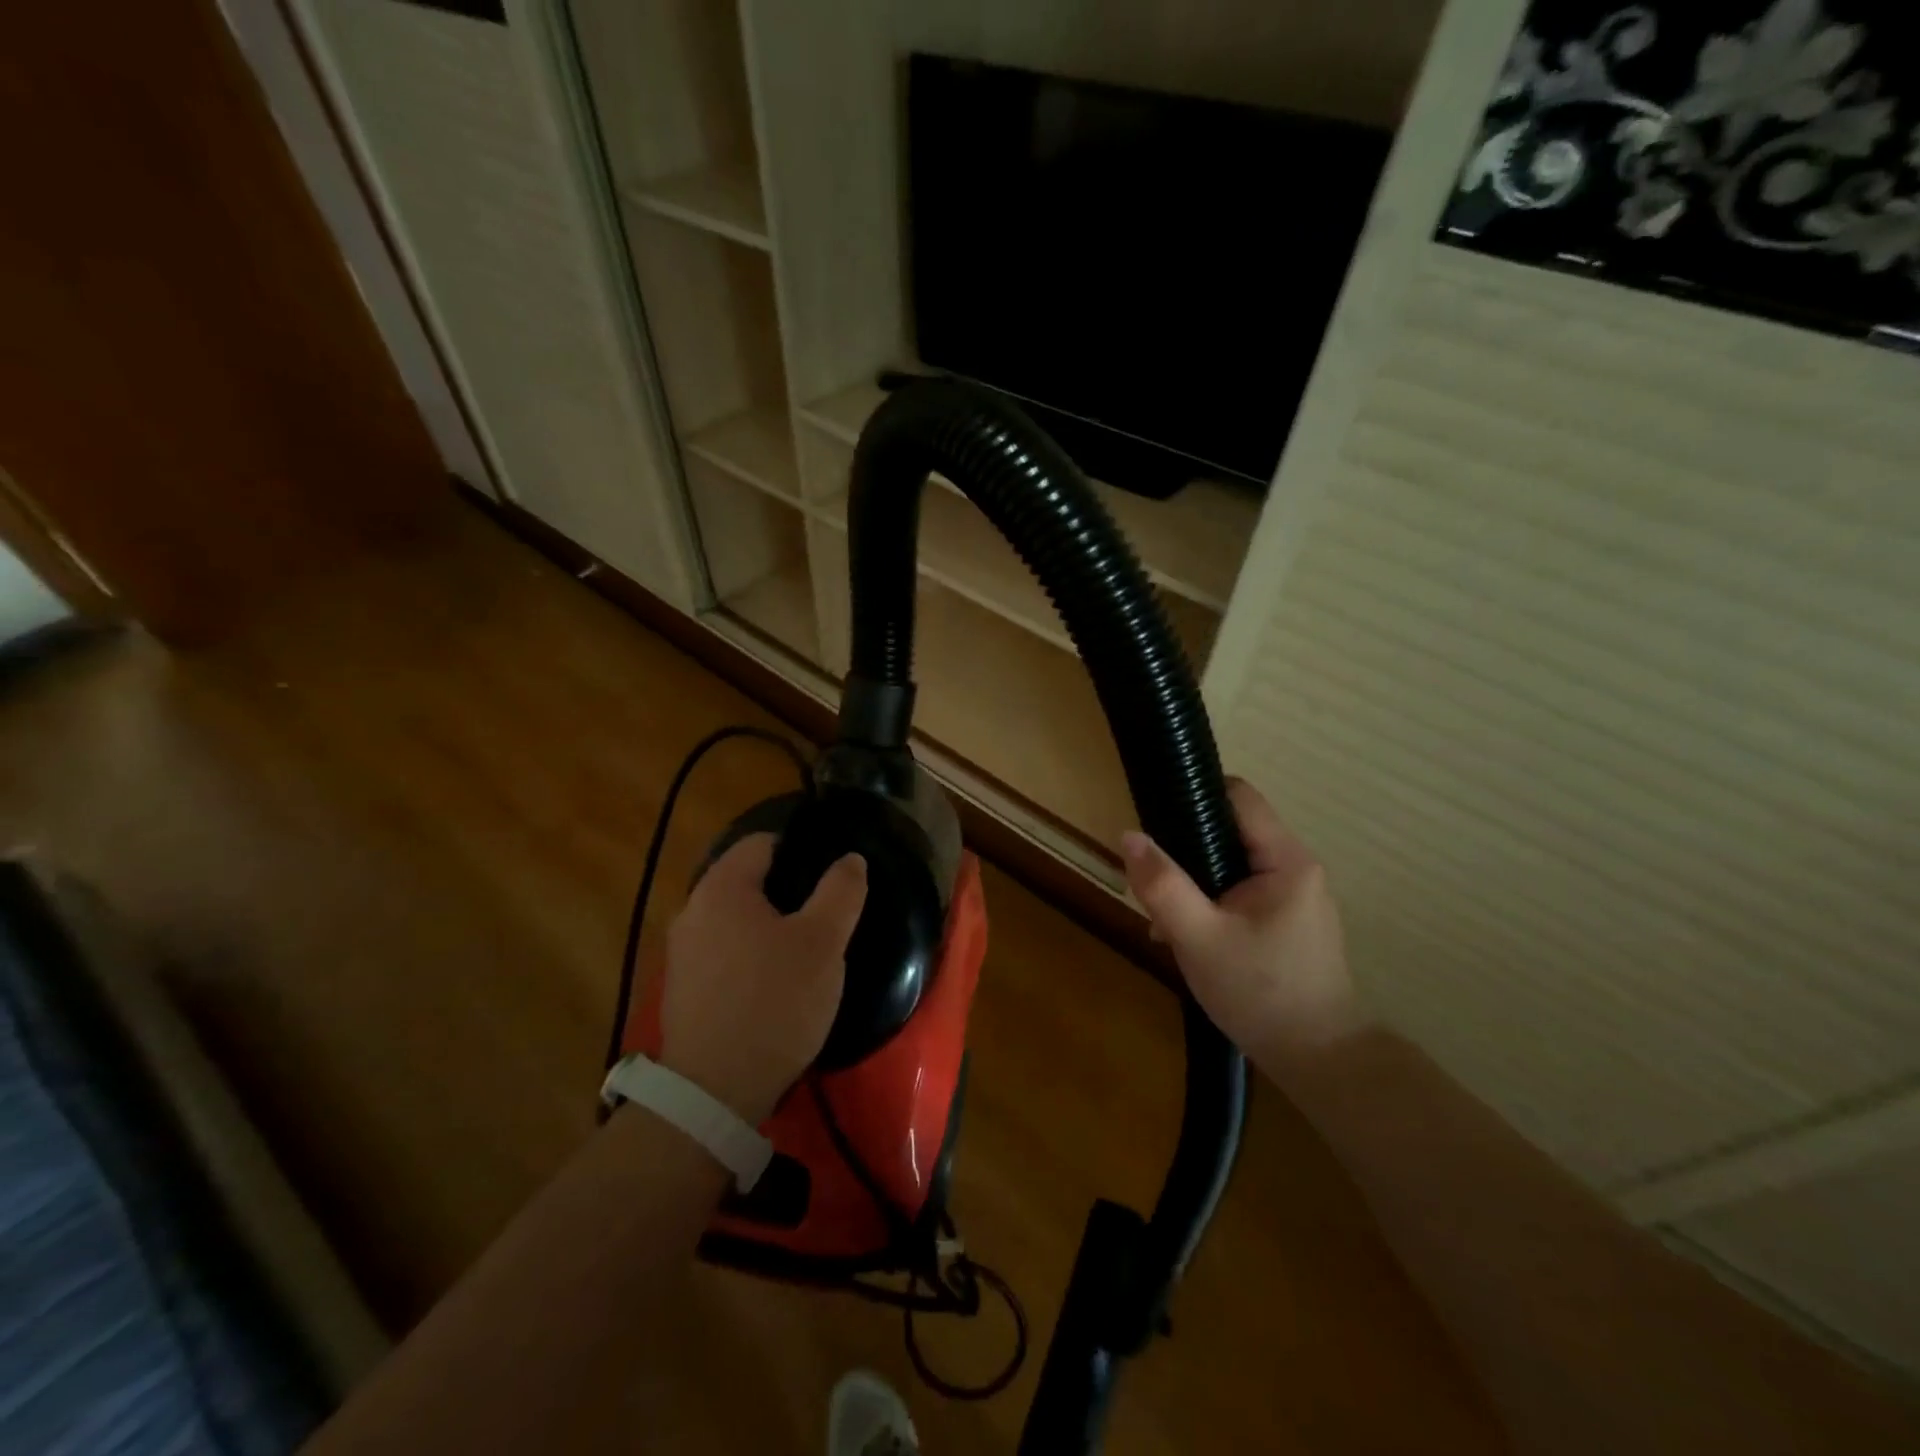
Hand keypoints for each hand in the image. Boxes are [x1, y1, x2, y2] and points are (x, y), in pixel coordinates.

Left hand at [659, 834, 866, 1122]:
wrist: (715, 1091)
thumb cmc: (775, 1002)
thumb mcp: (822, 943)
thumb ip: (841, 892)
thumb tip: (850, 858)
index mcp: (721, 888)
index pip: (761, 842)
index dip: (800, 849)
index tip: (831, 874)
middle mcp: (691, 910)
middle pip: (746, 880)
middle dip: (787, 890)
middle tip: (826, 913)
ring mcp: (681, 952)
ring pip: (734, 918)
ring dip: (768, 924)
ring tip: (806, 948)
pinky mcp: (682, 989)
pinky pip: (723, 951)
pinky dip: (750, 953)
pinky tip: (775, 981)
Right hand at [1121, 779, 1369, 1073]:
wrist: (1319, 1061)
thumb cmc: (1261, 994)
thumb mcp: (1199, 939)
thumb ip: (1162, 885)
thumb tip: (1129, 835)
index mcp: (1286, 860)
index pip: (1239, 796)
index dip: (1195, 794)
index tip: (1155, 816)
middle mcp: (1295, 868)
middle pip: (1229, 832)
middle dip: (1185, 853)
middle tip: (1152, 886)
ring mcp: (1293, 896)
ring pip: (1230, 866)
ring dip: (1192, 886)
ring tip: (1164, 923)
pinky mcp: (1286, 921)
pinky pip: (1239, 893)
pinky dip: (1209, 906)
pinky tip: (1186, 940)